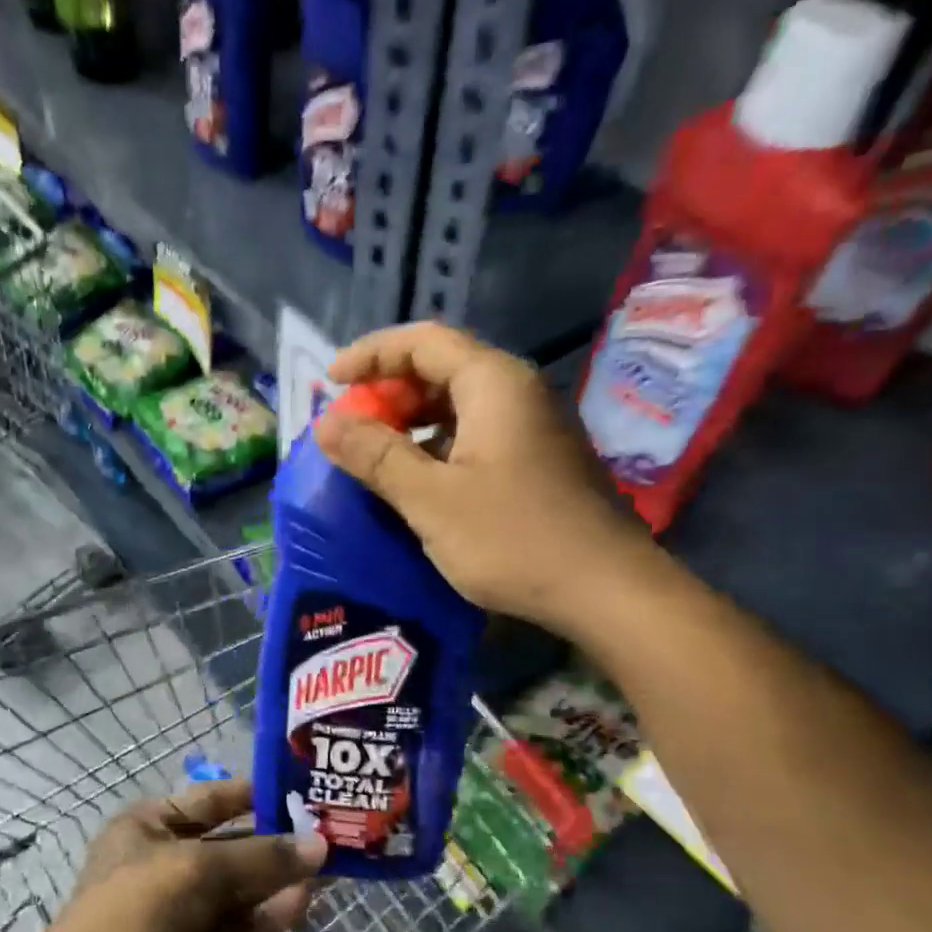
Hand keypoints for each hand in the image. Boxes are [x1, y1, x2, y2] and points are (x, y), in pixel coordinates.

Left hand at [25, 781, 326, 931]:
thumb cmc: (136, 910)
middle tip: (329, 832)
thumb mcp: (198, 869)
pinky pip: (243, 922)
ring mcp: (185, 907)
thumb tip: (321, 845)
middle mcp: (168, 860)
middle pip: (233, 842)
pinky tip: (305, 903)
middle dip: (277, 839)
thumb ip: (261, 856)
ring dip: (280, 878)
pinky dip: (272, 913)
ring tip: (329, 868)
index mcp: (151, 825)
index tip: (303, 790)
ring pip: (243, 886)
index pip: (212, 797)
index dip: (256, 792)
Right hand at [313, 324, 655, 628]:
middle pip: (443, 369)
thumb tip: (326, 424)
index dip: (371, 354)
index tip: (331, 382)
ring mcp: (533, 429)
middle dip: (390, 392)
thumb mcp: (431, 499)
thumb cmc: (513, 539)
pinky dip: (439, 447)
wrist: (605, 590)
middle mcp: (518, 393)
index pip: (423, 341)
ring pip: (460, 406)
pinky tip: (419, 482)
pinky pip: (477, 436)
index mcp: (494, 384)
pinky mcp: (538, 462)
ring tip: (375, 456)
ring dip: (413, 423)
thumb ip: (376, 456)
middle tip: (352, 428)